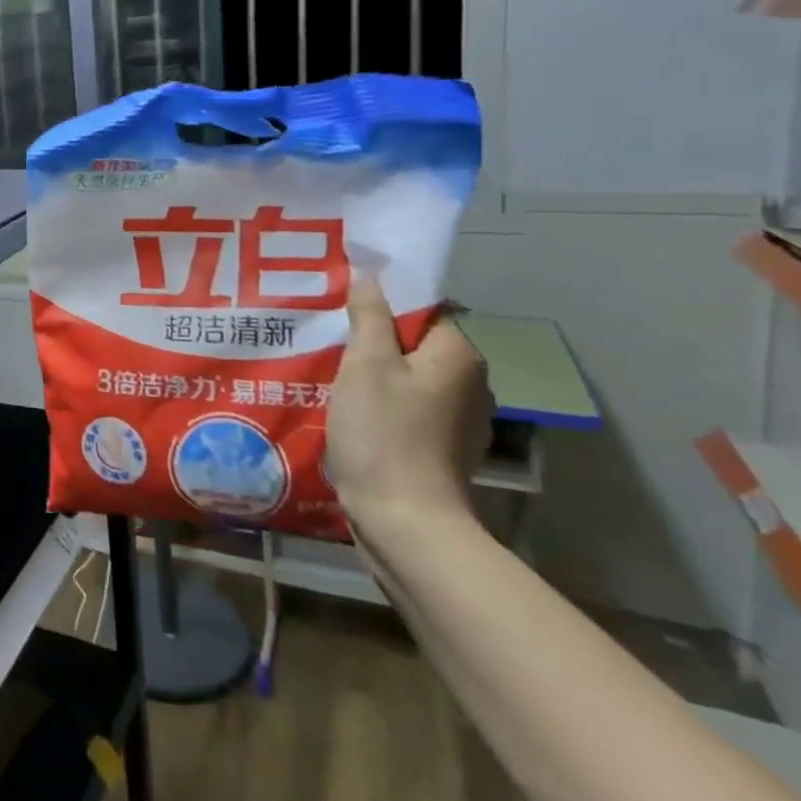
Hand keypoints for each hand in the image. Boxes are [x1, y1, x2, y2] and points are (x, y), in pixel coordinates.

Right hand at [325, 275, 493, 532]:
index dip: (384, 304)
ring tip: (331, 375)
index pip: (425, 309)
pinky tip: (352, 414)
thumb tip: (370, 276)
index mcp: (459, 355)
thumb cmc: (385, 434)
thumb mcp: (366, 365)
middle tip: (329, 339)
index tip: (343, 308)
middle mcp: (471, 384)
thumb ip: (369, 316)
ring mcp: (461, 422)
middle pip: (416, 344)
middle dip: (375, 341)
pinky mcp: (444, 451)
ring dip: (376, 376)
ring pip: (411, 379)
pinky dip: (384, 406)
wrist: (406, 523)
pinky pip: (411, 410)